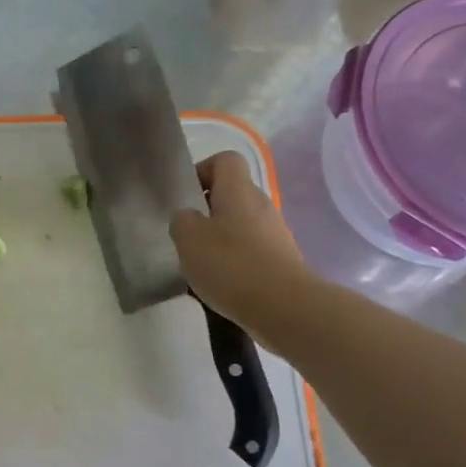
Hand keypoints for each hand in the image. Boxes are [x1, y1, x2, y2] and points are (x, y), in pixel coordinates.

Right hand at [170, 151, 318, 347]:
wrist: (283, 306)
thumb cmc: (231, 265)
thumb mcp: (188, 239)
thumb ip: (182, 221)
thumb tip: (188, 217)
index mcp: (238, 190)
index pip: (225, 160)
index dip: (202, 171)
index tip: (185, 197)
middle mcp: (260, 204)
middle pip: (231, 194)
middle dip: (206, 211)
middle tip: (185, 236)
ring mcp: (274, 233)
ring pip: (239, 224)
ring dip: (218, 239)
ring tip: (199, 264)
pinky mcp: (280, 259)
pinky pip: (250, 250)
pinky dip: (233, 261)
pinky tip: (219, 283)